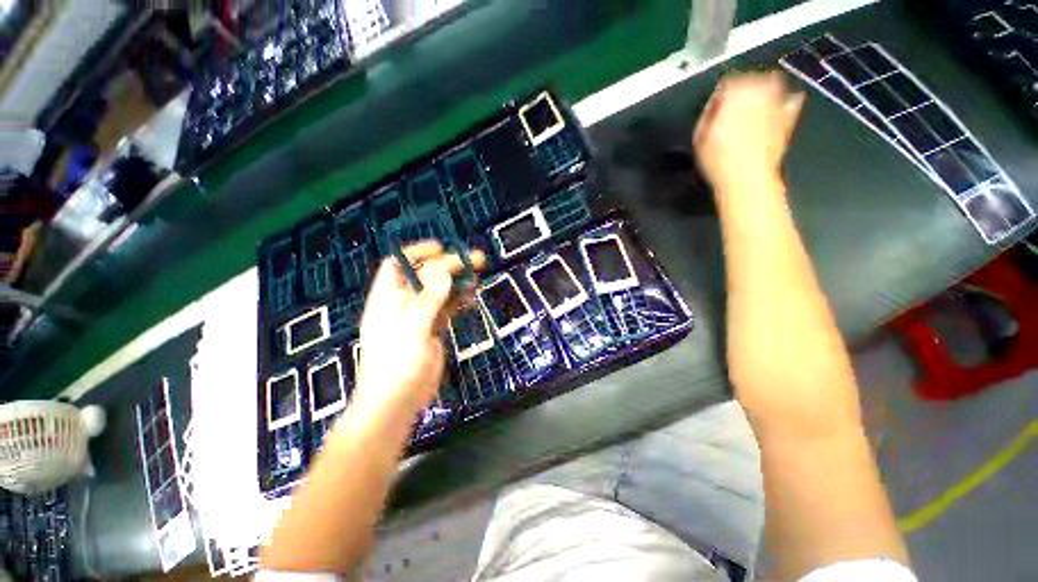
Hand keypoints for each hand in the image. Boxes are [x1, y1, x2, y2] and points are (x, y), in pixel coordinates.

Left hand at [352, 242, 485, 420]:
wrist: (397, 401)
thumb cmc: (396, 362)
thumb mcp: (412, 326)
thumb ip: (429, 297)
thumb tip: (444, 270)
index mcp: (388, 298)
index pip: (398, 265)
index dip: (417, 252)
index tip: (441, 248)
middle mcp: (403, 303)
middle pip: (426, 276)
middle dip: (449, 265)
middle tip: (475, 259)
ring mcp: (420, 316)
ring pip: (440, 291)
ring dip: (457, 281)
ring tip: (478, 274)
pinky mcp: (433, 329)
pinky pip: (447, 308)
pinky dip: (459, 300)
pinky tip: (472, 295)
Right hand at [694, 71, 805, 192]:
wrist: (747, 178)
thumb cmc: (722, 160)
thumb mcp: (699, 137)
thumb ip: (708, 113)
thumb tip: (714, 104)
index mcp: (735, 93)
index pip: (728, 81)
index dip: (721, 94)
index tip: (717, 106)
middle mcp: (760, 93)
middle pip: (751, 80)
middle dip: (742, 91)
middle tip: (732, 107)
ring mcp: (777, 104)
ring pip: (773, 86)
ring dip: (763, 93)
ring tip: (752, 107)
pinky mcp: (789, 118)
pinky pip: (792, 103)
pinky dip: (786, 103)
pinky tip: (779, 109)